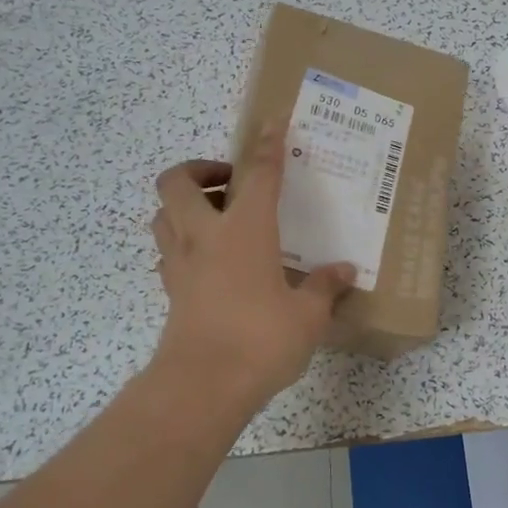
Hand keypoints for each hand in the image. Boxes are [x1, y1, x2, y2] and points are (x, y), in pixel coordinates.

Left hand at [148, 124, 355, 404]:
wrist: (202, 386)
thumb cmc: (261, 340)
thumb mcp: (307, 315)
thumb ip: (324, 287)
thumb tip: (344, 271)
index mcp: (245, 230)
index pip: (258, 174)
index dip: (267, 145)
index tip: (273, 121)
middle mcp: (205, 235)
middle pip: (178, 181)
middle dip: (199, 169)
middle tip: (230, 183)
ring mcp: (180, 263)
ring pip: (162, 213)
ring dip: (183, 204)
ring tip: (217, 217)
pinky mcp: (170, 291)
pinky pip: (167, 250)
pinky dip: (182, 241)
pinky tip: (211, 260)